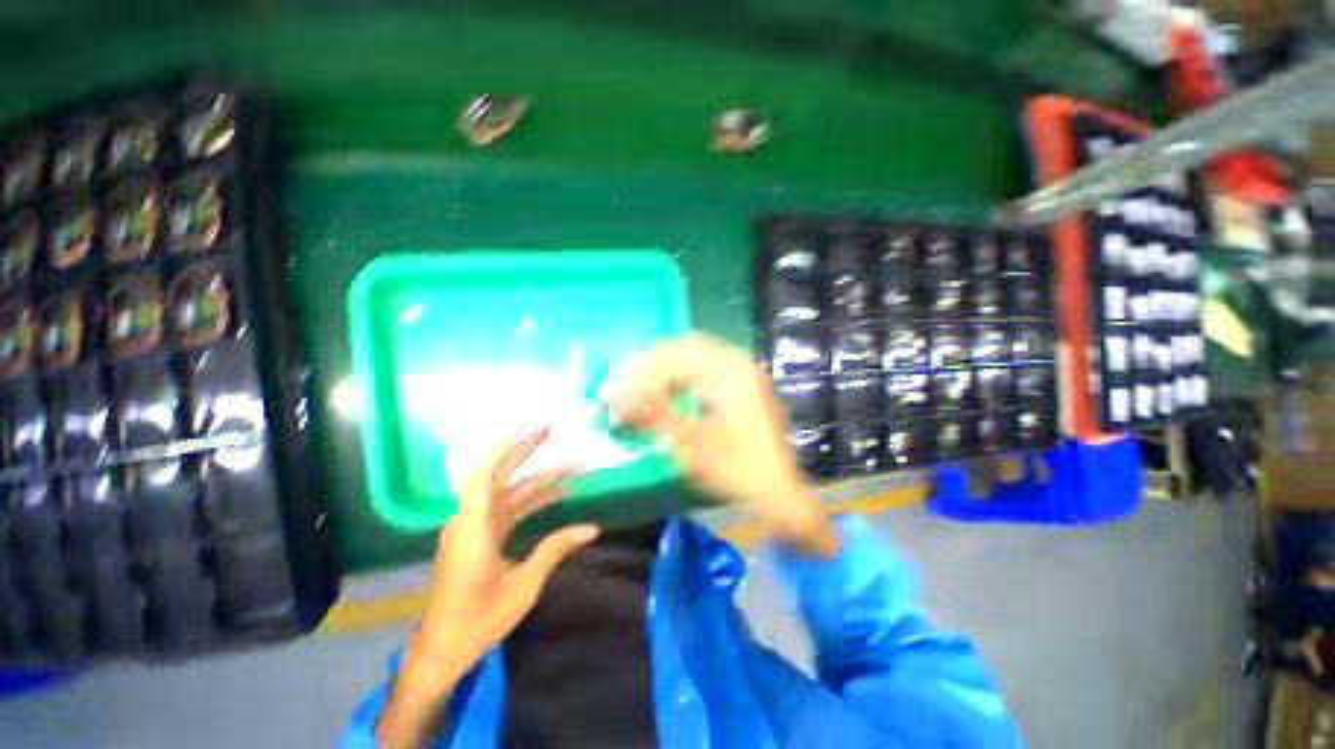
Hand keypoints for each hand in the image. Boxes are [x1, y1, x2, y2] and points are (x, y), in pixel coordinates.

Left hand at [376, 428, 597, 747]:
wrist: (443, 650)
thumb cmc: (479, 619)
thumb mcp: (524, 585)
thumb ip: (556, 549)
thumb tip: (592, 527)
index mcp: (474, 528)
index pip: (484, 475)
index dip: (501, 448)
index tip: (522, 426)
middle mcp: (471, 521)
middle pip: (499, 474)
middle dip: (525, 451)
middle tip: (552, 430)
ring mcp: (474, 529)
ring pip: (508, 493)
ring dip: (537, 479)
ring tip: (570, 468)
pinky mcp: (479, 539)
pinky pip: (507, 510)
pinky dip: (530, 500)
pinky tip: (554, 496)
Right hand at [614, 335, 837, 556]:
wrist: (780, 493)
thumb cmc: (738, 473)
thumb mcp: (692, 446)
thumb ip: (655, 416)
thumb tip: (618, 400)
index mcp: (730, 374)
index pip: (675, 356)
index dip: (642, 373)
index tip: (619, 394)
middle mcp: (738, 364)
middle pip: (684, 347)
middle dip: (651, 364)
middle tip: (626, 385)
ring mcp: (743, 372)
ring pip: (694, 354)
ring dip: (665, 367)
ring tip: (640, 387)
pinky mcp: (742, 384)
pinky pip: (705, 366)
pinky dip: (681, 375)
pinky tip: (666, 391)